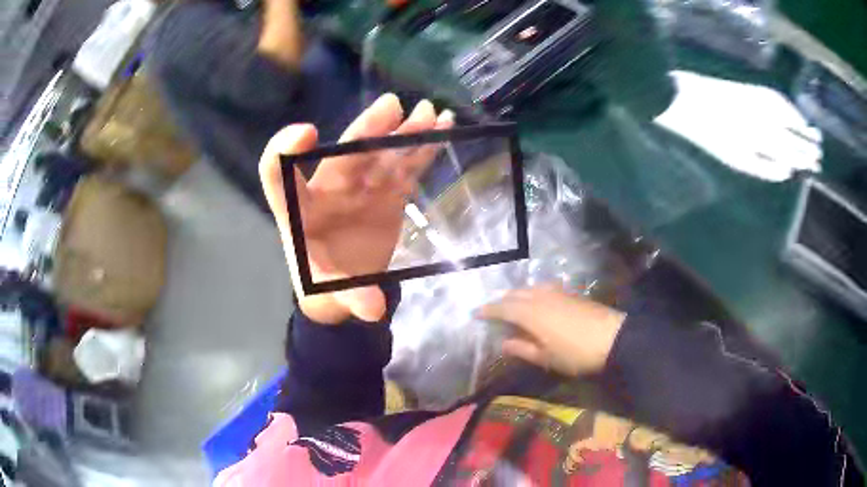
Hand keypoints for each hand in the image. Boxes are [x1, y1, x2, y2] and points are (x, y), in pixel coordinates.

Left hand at [259, 94, 453, 323]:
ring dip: (403, 133)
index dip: (284, 150)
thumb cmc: (323, 282)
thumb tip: (373, 307)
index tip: (306, 132)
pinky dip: (423, 150)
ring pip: (381, 156)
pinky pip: (405, 167)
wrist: (346, 285)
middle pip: (343, 155)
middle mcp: (328, 190)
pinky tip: (441, 127)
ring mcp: (361, 189)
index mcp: (298, 209)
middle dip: (366, 130)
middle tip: (391, 107)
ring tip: (427, 111)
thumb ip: (348, 296)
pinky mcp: (387, 194)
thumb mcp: (328, 291)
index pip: (278, 172)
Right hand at [478, 285, 625, 375]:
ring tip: (512, 305)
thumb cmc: (575, 353)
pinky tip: (537, 301)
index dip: (488, 310)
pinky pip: (543, 288)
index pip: (503, 308)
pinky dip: (532, 293)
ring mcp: (557, 292)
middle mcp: (540, 297)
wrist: (612, 338)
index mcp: (530, 313)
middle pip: (515, 294)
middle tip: (492, 311)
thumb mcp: (546, 358)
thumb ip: (522, 349)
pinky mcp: (570, 293)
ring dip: (517, 295)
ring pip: (530, 288)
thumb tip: (504, 342)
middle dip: (501, 301)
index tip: (475, 313)